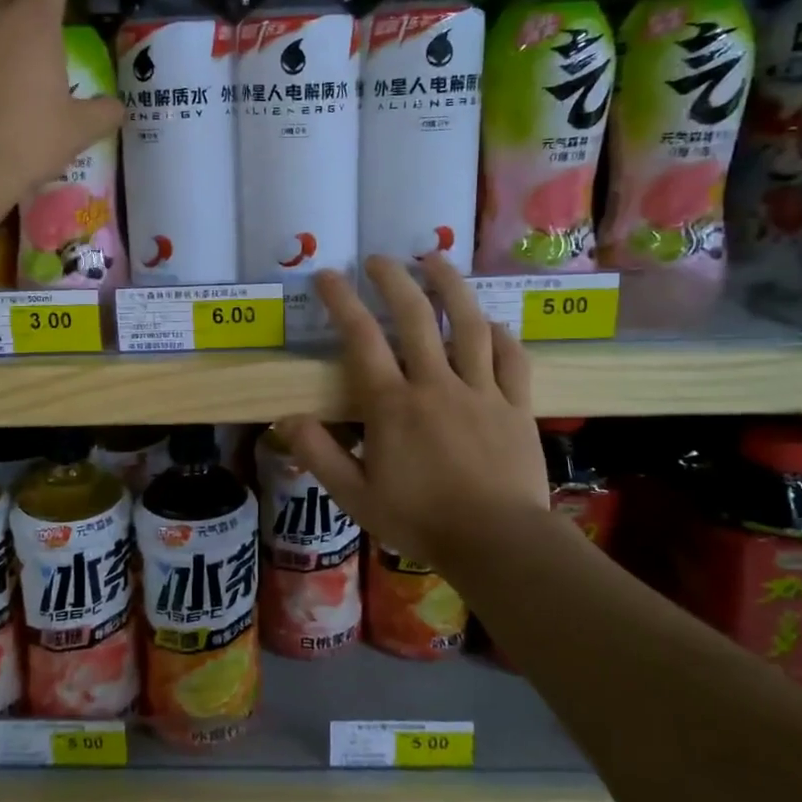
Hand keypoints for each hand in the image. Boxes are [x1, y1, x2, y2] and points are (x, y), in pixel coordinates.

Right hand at [277, 255, 551, 578]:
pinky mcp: (515, 406)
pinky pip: (511, 359)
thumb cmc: (420, 520)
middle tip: (380, 258)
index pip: (361, 339)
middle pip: (414, 317)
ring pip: (468, 325)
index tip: (328, 275)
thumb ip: (319, 454)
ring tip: (436, 259)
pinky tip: (491, 323)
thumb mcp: (355, 496)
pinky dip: (500, 335)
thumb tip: (285, 418)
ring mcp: (480, 391)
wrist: (497, 542)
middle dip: (394, 280)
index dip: (342, 301)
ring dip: (451, 287)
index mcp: (392, 404)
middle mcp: (435, 384)